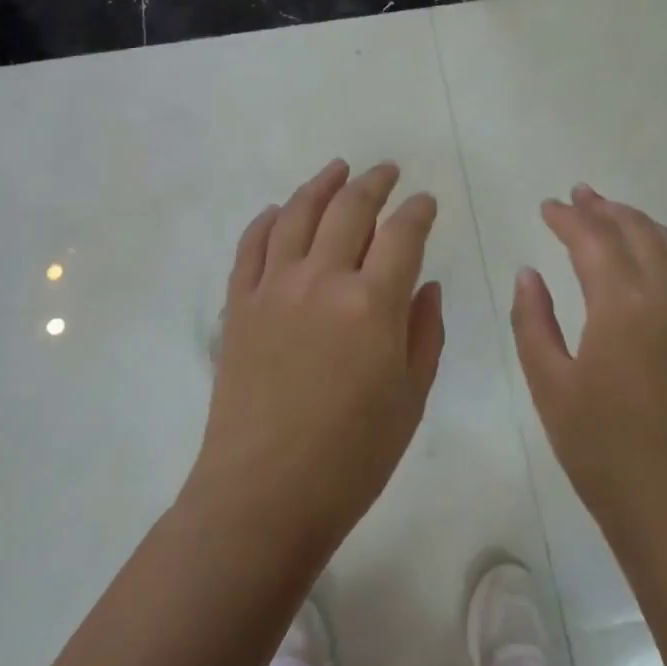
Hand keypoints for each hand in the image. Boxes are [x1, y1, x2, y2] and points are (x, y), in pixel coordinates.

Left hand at [187, 160, 442, 562]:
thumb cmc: (351, 458)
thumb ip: (424, 333)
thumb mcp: (410, 399)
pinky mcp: (239, 304)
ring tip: (338, 169)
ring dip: (321, 185)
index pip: (402, 234)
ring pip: (298, 214)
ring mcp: (274, 287)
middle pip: (350, 210)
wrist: (262, 496)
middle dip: (374, 183)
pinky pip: (252, 245)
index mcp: (372, 304)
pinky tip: (279, 210)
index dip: (418, 211)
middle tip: (387, 171)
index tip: (426, 201)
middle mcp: (322, 280)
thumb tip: (427, 286)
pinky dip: (267, 220)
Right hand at [511, 185, 666, 562]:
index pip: (592, 240)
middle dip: (605, 210)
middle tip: (579, 195)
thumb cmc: (604, 452)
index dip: (567, 218)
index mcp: (621, 304)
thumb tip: (527, 273)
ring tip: (619, 214)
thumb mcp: (550, 386)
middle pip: (636, 233)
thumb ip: (533, 321)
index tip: (547, 206)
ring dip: (644, 225)